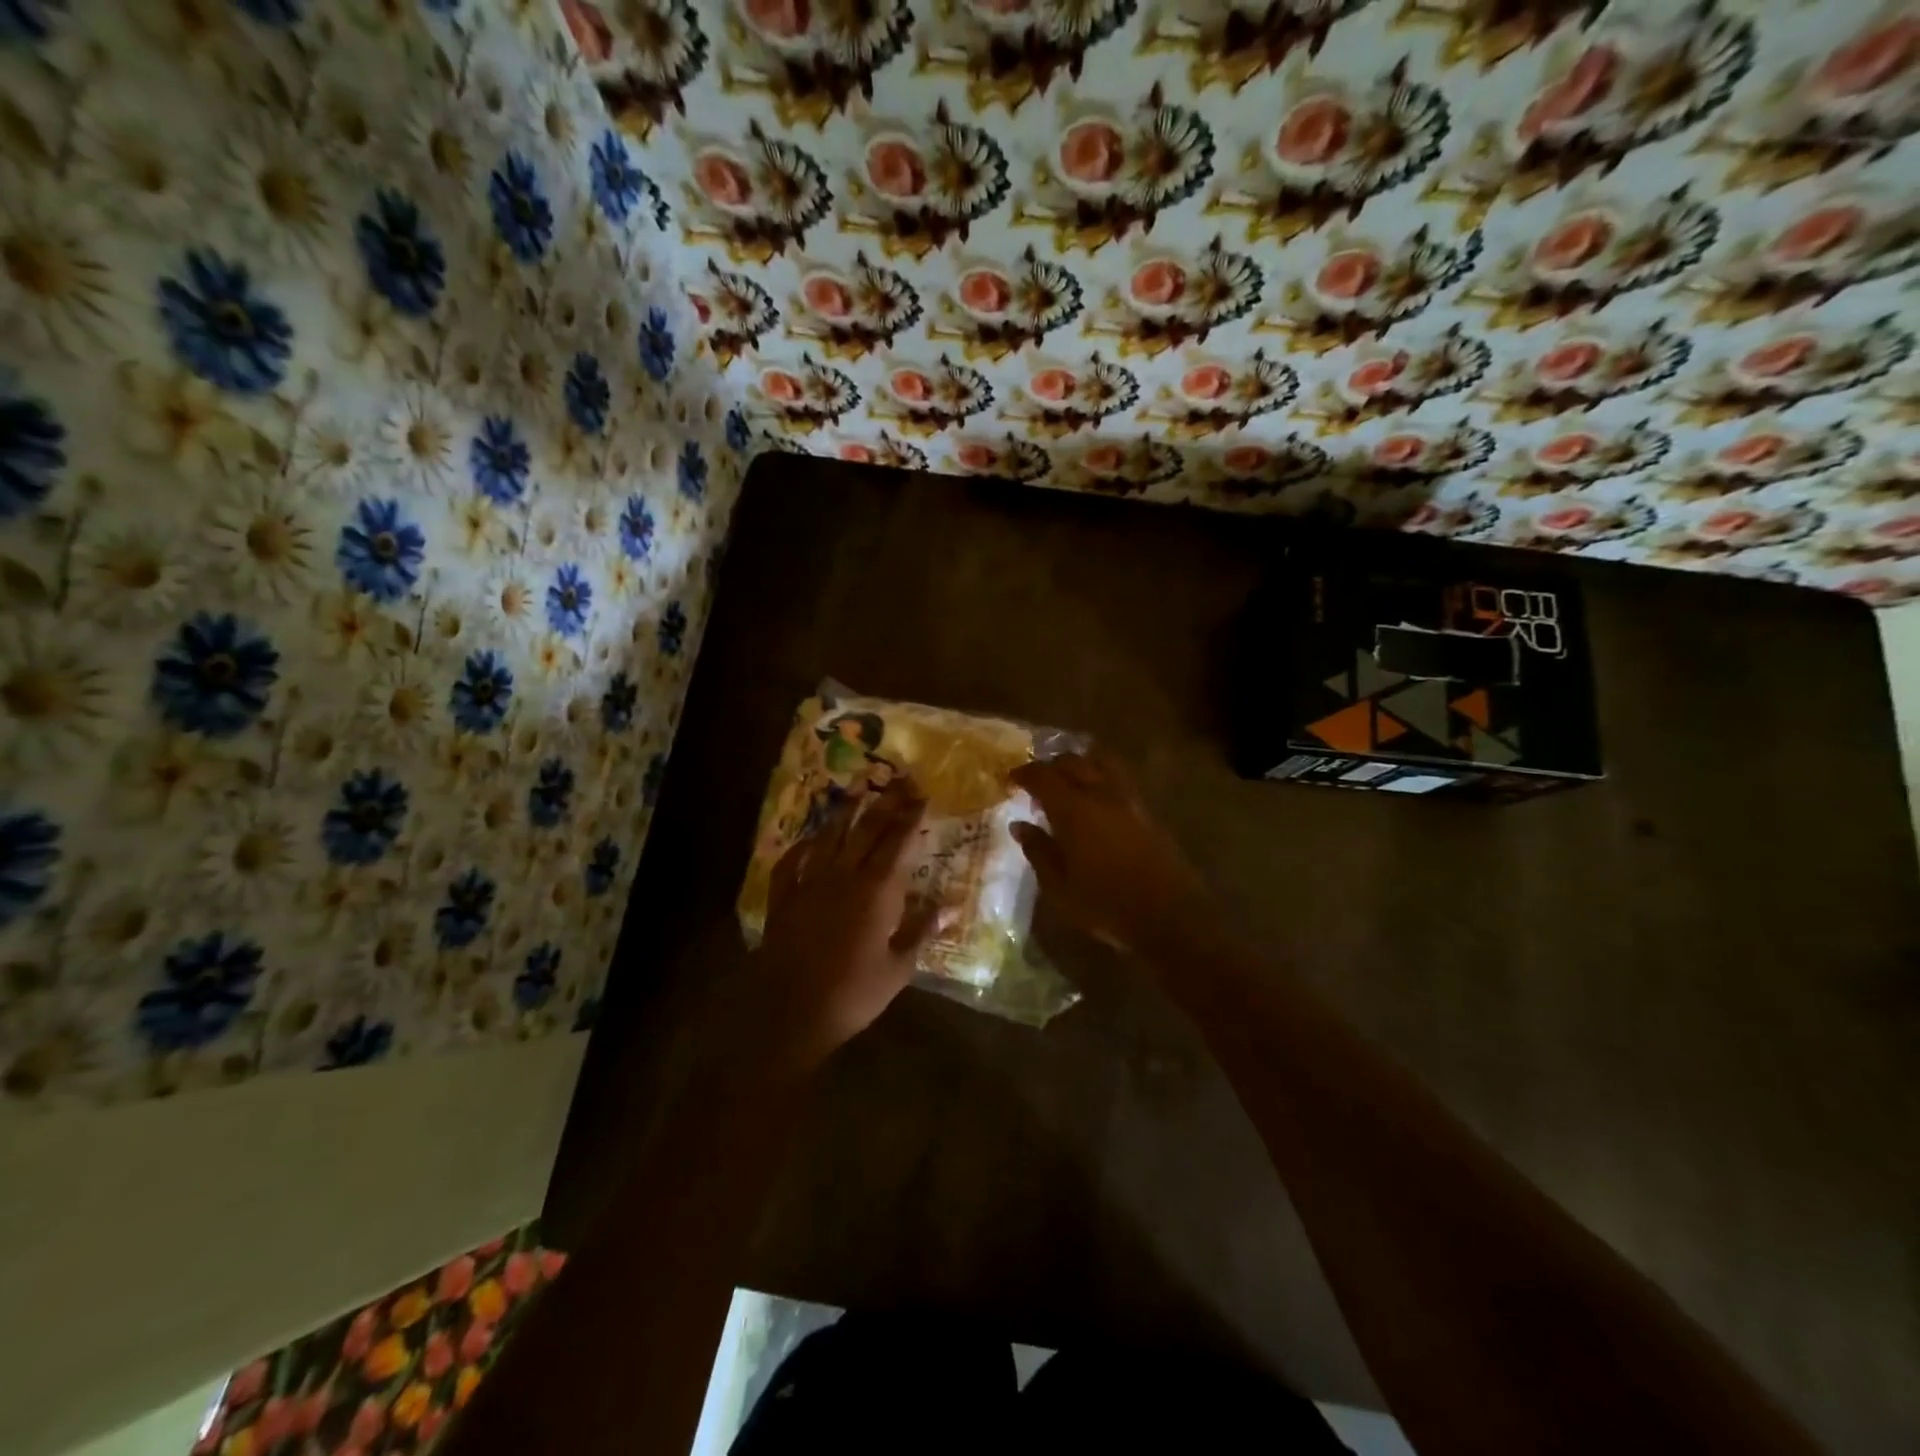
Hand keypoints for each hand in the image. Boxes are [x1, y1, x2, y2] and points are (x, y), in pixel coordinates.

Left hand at [751, 781, 935, 1070]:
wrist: (790, 1013)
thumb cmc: (853, 994)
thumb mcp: (898, 969)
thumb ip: (922, 932)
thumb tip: (950, 905)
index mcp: (877, 891)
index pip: (899, 842)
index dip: (912, 816)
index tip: (922, 794)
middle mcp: (844, 876)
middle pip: (867, 830)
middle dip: (886, 803)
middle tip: (899, 781)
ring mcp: (810, 883)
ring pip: (829, 836)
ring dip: (846, 812)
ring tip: (858, 792)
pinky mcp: (783, 898)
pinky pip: (792, 862)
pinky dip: (804, 845)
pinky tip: (811, 838)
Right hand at [1010, 749, 1212, 957]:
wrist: (1169, 916)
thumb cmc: (1105, 905)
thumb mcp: (1059, 887)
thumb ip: (1038, 851)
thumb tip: (1020, 825)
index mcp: (1074, 810)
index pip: (1042, 776)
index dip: (1023, 774)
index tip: (1010, 781)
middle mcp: (1101, 794)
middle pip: (1072, 762)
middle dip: (1050, 766)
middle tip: (1036, 783)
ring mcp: (1128, 800)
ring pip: (1100, 763)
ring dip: (1079, 765)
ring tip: (1068, 782)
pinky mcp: (1146, 811)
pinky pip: (1118, 779)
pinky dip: (1100, 777)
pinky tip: (1095, 800)